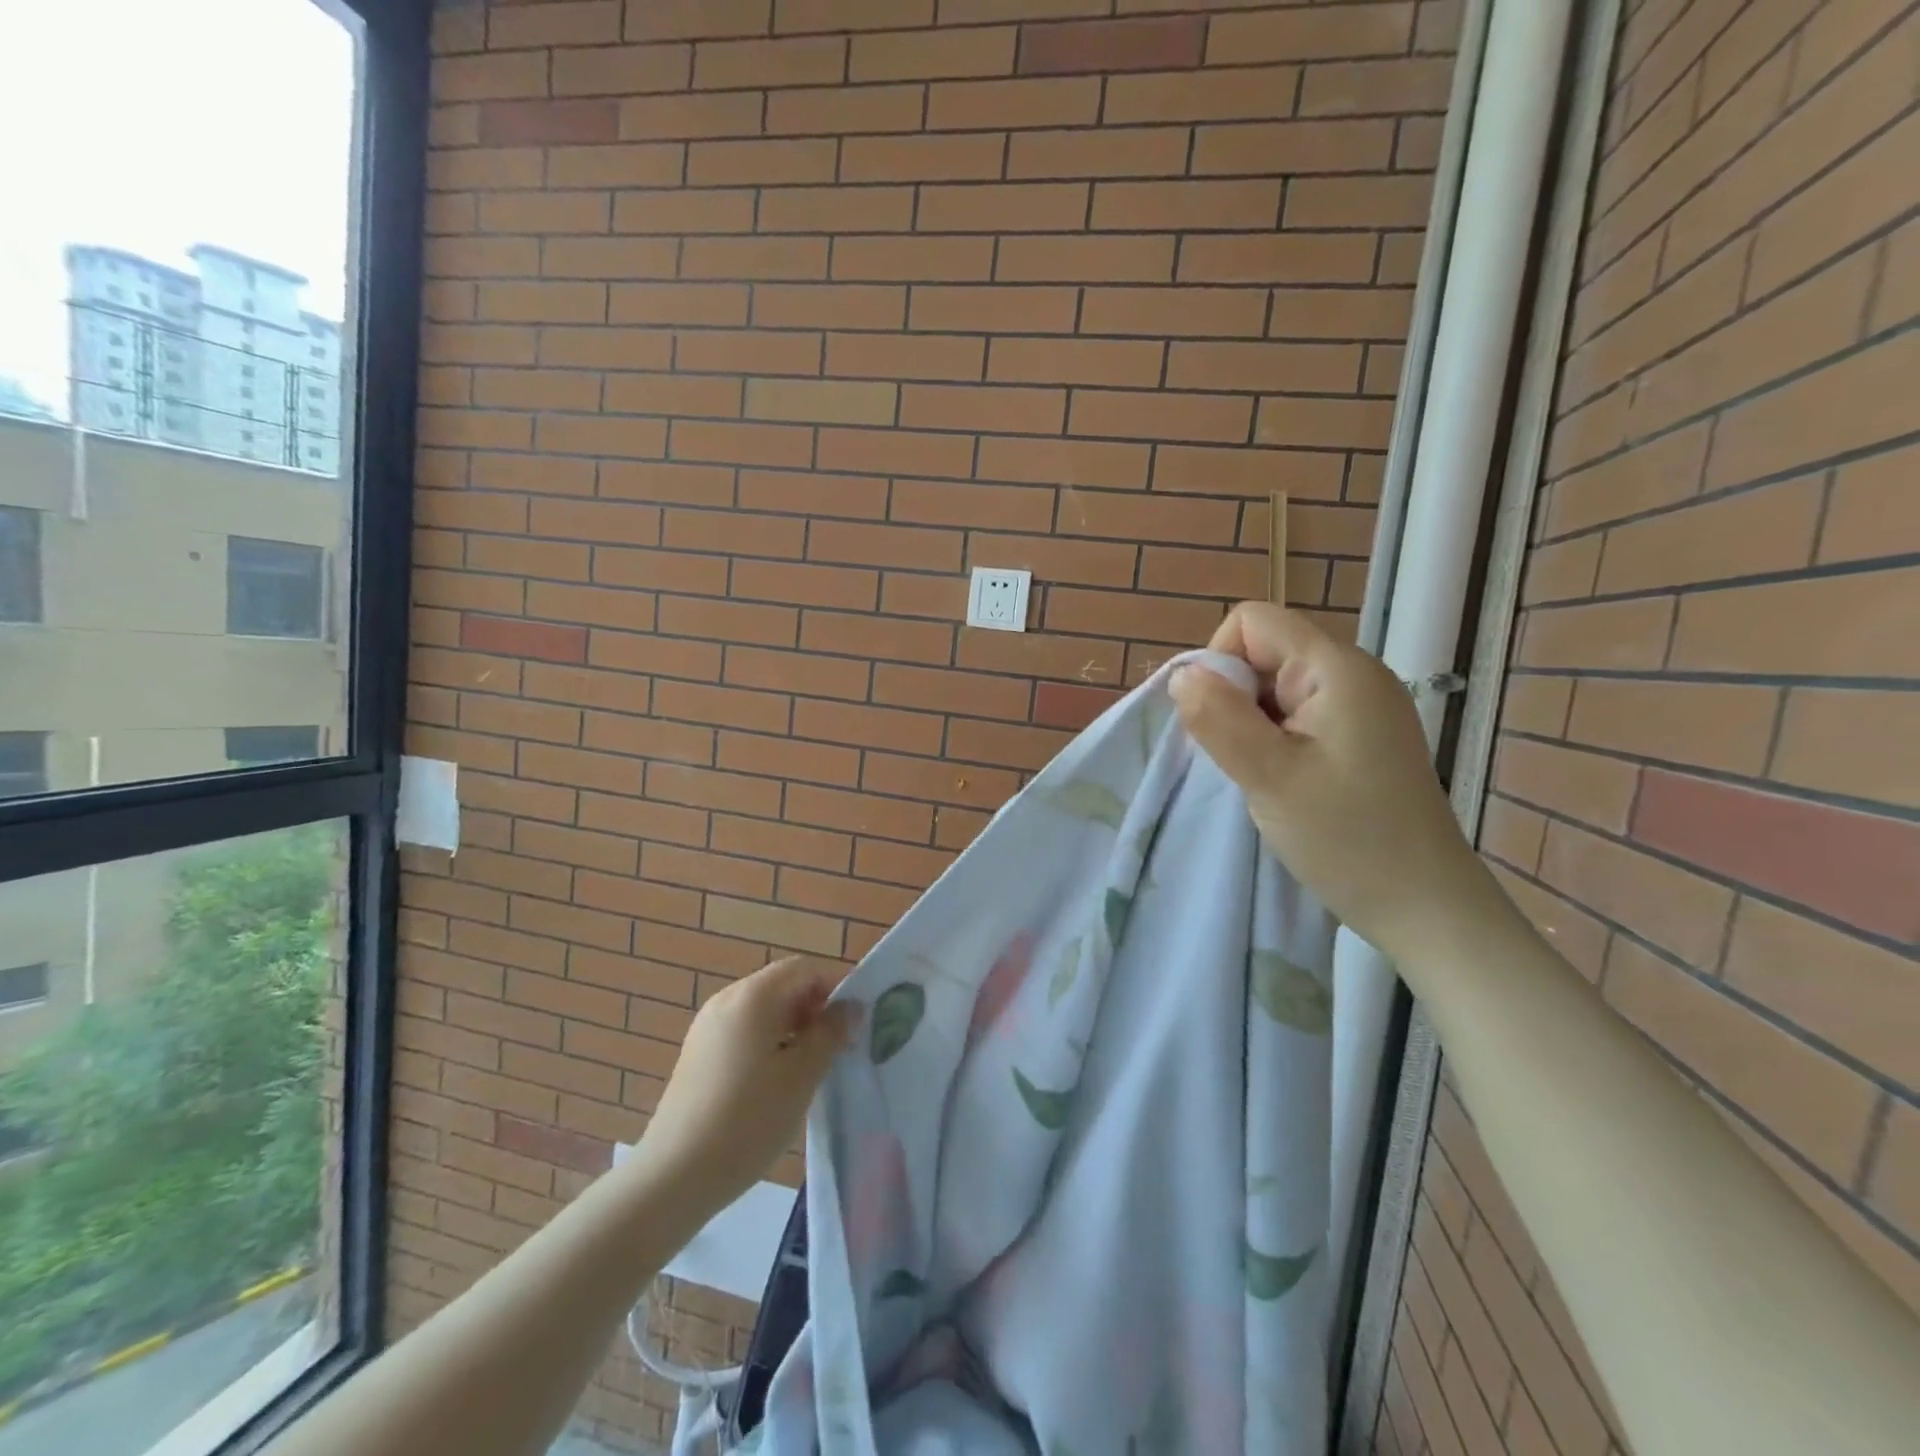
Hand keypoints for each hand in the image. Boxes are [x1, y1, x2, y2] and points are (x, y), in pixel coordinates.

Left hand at [632, 957, 857, 1216]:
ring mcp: (707, 1027)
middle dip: (814, 1010)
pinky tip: (775, 1084)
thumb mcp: (802, 1075)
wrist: (673, 1177)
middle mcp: (727, 1000)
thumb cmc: (748, 1120)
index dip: (834, 989)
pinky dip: (768, 1043)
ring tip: (808, 1070)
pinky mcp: (697, 1054)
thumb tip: (850, 1006)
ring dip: (793, 1028)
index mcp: (753, 996)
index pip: (804, 969)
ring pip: (763, 1011)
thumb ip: (830, 1033)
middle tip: (835, 1050)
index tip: (851, 1027)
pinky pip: (743, 1032)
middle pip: (782, 986)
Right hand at [1169, 603, 1509, 959]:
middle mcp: (1353, 673)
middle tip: (1246, 760)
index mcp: (1337, 668)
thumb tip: (1181, 675)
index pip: (1252, 622)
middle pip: (1263, 651)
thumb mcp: (1270, 777)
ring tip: (1266, 776)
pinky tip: (1284, 781)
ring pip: (1274, 687)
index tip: (1222, 723)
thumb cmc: (1348, 839)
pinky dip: (1272, 740)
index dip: (1220, 662)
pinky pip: (1295, 714)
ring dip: (1251, 725)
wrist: (1424, 906)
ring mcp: (1360, 705)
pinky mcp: (1359, 736)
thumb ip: (1219, 719)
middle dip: (1234, 699)